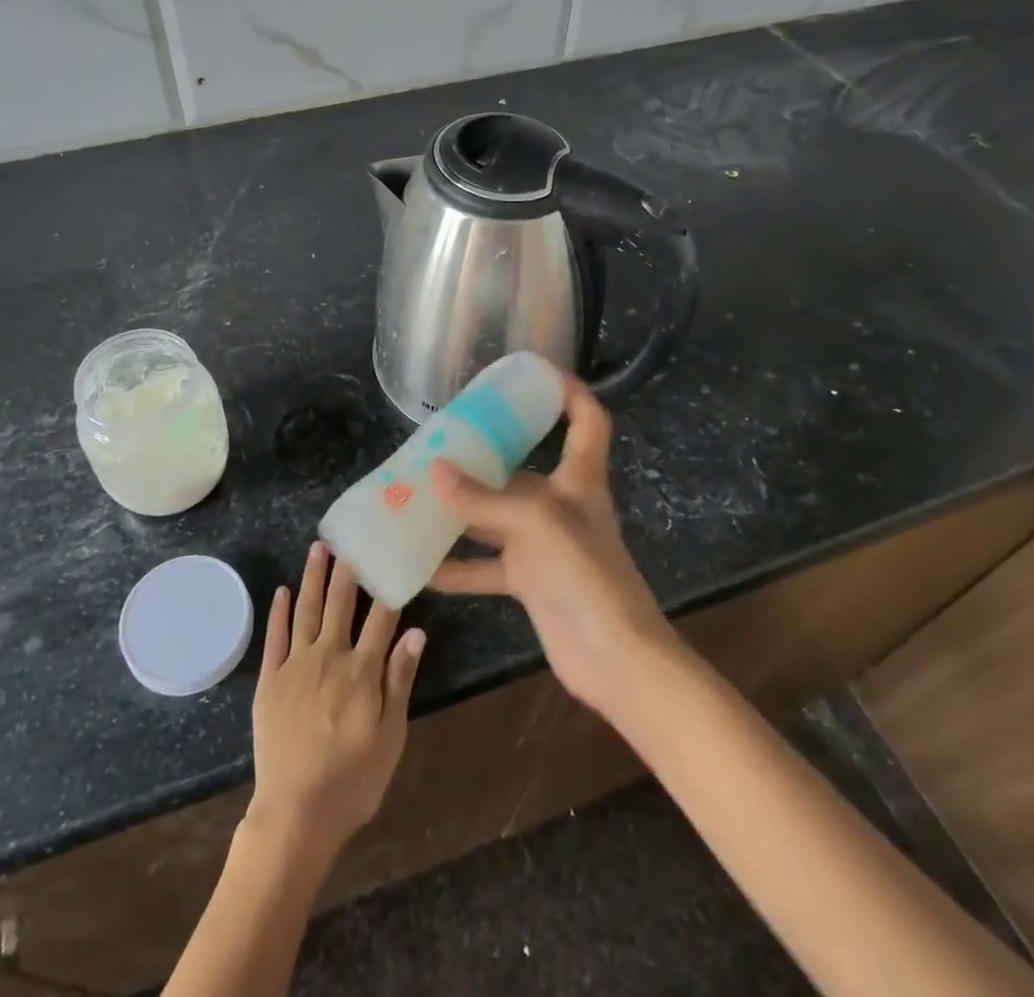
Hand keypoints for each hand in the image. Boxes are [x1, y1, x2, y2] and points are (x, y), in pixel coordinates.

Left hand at [248, 542, 425, 860]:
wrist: (295, 814)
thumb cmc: (353, 781)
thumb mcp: (390, 736)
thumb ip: (399, 680)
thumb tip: (416, 632)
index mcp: (362, 670)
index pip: (381, 617)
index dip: (389, 585)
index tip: (392, 555)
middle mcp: (329, 656)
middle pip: (341, 603)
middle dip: (348, 568)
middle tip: (352, 536)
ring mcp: (295, 665)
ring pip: (307, 610)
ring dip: (313, 577)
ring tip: (319, 547)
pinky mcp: (270, 680)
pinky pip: (274, 637)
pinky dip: (279, 611)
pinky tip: (283, 590)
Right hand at [428, 373, 676, 717]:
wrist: (617, 660)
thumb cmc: (586, 575)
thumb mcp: (535, 524)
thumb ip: (483, 499)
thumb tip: (434, 471)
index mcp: (578, 479)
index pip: (586, 420)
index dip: (569, 391)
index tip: (535, 372)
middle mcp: (560, 505)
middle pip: (522, 468)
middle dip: (484, 455)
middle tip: (438, 442)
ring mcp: (544, 545)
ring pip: (495, 517)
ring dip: (461, 509)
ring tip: (416, 494)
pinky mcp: (530, 582)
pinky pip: (485, 566)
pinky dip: (457, 565)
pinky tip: (421, 565)